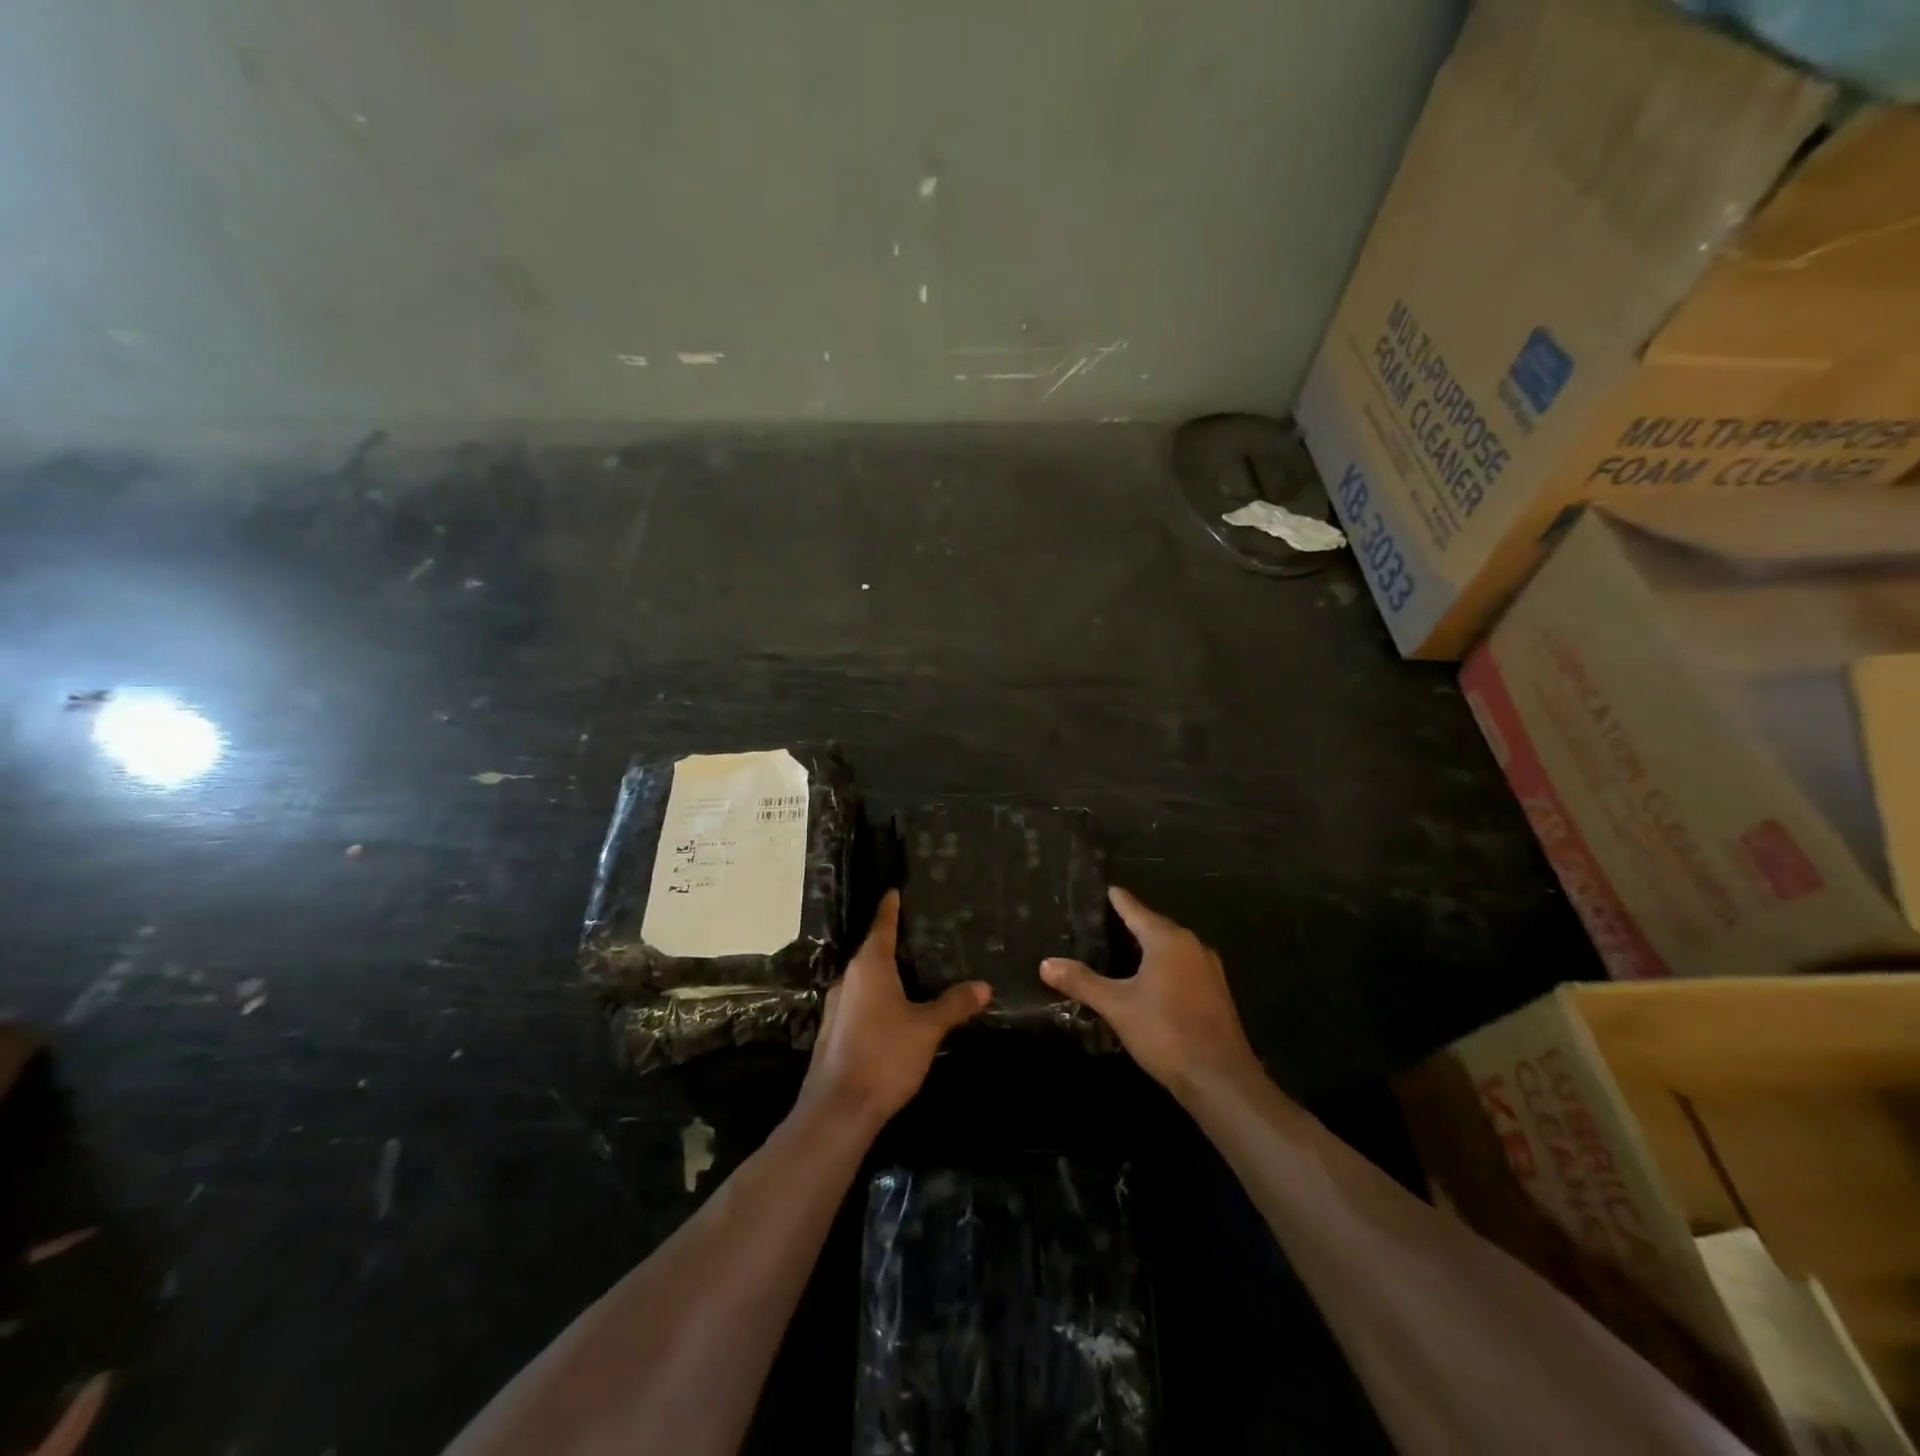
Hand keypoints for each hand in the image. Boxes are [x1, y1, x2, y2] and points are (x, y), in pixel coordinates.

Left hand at [797, 891, 989, 1130]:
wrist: (838, 1110)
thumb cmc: (885, 1056)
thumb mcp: (927, 1028)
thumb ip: (954, 1005)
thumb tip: (983, 986)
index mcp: (869, 967)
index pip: (882, 926)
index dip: (890, 908)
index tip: (894, 891)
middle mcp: (849, 979)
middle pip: (872, 951)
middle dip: (892, 941)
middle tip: (920, 933)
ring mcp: (837, 1006)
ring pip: (865, 979)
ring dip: (885, 972)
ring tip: (913, 970)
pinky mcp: (835, 1032)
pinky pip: (860, 1001)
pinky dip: (878, 996)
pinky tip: (895, 1009)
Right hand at [1041, 887, 1259, 1101]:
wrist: (1220, 1079)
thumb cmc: (1165, 1032)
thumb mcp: (1117, 1006)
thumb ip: (1082, 982)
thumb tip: (1046, 964)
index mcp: (1168, 940)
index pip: (1136, 910)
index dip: (1118, 900)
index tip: (1105, 889)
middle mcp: (1192, 946)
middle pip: (1156, 926)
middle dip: (1132, 923)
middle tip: (1104, 922)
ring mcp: (1209, 970)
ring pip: (1172, 948)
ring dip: (1150, 947)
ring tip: (1122, 949)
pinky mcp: (1216, 993)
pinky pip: (1184, 967)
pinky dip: (1164, 966)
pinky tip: (1150, 981)